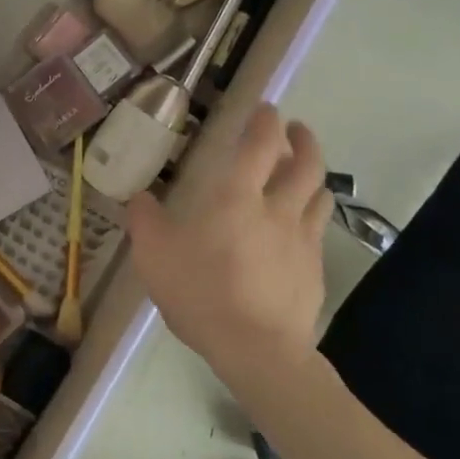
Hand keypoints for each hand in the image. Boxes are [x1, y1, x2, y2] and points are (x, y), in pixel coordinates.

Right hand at [127, 105, 331, 388]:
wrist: (256, 348)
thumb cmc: (201, 293)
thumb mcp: (154, 256)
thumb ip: (144, 221)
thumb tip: (138, 198)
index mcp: (237, 196)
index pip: (261, 143)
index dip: (266, 121)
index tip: (266, 109)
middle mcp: (277, 208)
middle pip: (307, 163)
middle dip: (304, 140)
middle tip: (296, 131)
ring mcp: (302, 239)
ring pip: (321, 194)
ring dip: (314, 177)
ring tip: (305, 175)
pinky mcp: (316, 269)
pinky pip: (319, 230)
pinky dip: (313, 216)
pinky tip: (301, 228)